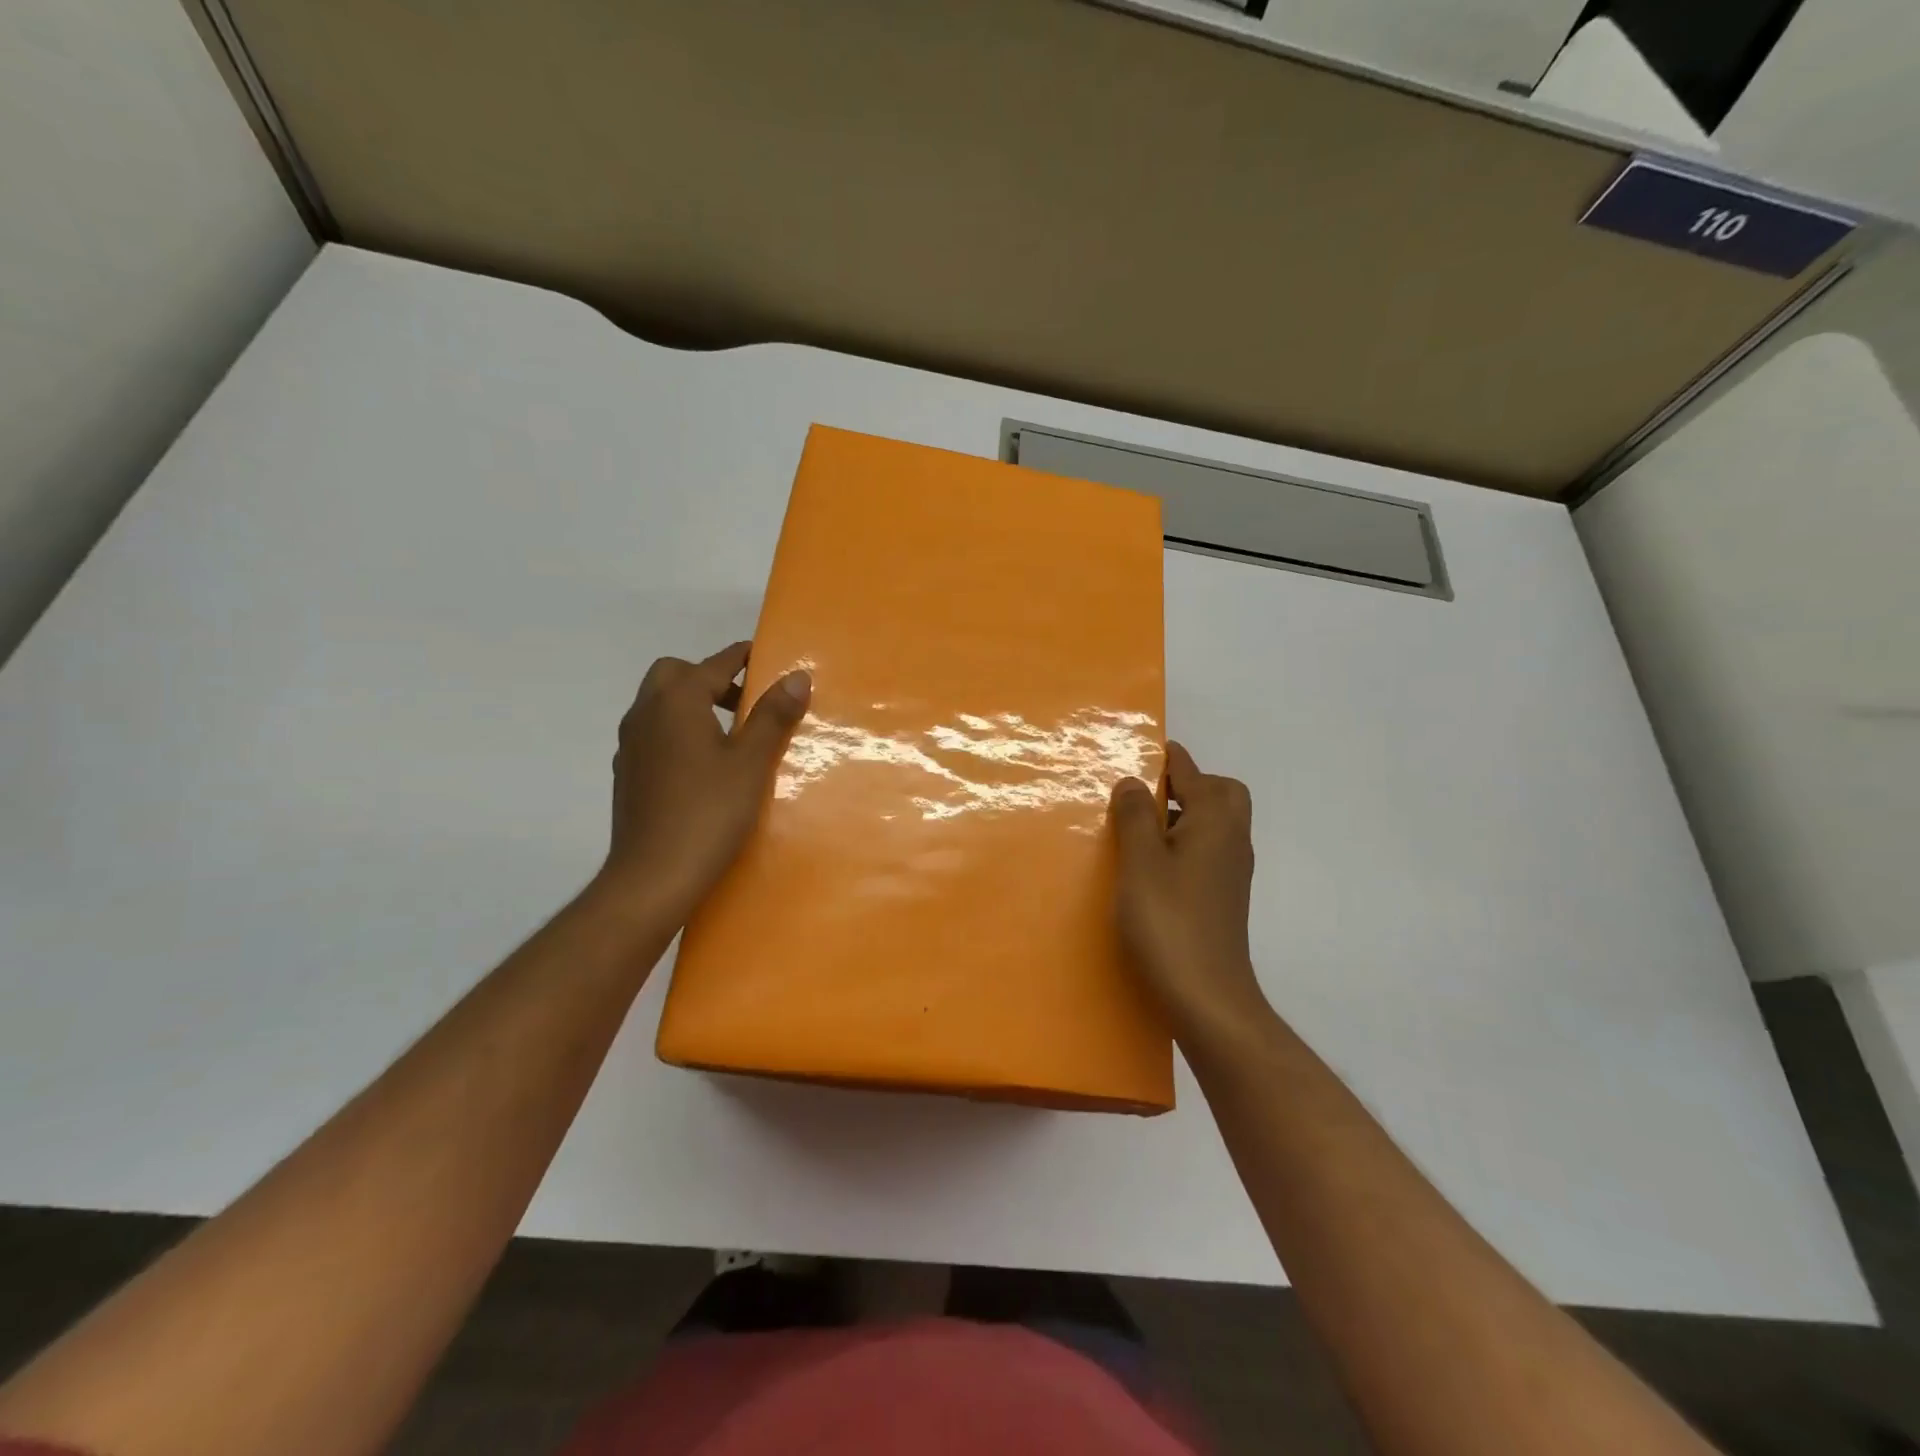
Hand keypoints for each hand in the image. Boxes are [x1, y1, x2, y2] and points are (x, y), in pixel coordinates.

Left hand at [596, 641, 810, 924]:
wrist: (653, 877)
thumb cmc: (708, 813)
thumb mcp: (751, 763)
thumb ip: (773, 716)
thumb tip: (796, 676)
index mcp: (677, 701)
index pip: (714, 663)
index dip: (743, 657)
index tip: (768, 658)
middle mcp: (646, 712)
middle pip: (675, 674)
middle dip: (710, 677)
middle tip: (746, 702)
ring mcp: (631, 744)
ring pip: (660, 704)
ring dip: (692, 704)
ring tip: (730, 734)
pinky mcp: (628, 773)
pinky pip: (654, 733)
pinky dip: (678, 731)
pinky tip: (703, 766)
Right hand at [1109, 742, 1269, 1042]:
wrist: (1208, 998)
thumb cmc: (1169, 922)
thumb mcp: (1141, 862)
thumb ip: (1136, 815)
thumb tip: (1134, 781)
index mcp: (1216, 823)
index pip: (1193, 773)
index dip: (1168, 758)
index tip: (1141, 749)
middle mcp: (1232, 841)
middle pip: (1221, 794)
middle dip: (1189, 784)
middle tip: (1146, 795)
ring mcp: (1231, 873)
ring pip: (1215, 825)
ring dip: (1184, 816)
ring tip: (1139, 828)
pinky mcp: (1224, 899)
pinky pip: (1208, 852)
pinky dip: (1185, 844)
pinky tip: (1152, 867)